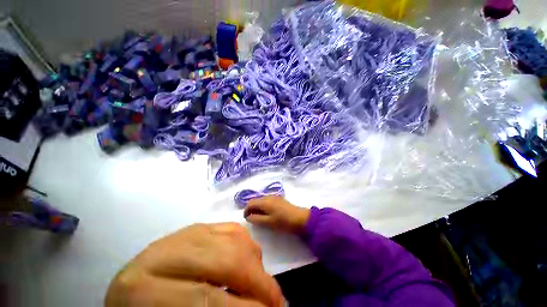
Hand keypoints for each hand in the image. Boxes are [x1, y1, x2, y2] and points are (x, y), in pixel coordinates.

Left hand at [105, 223, 282, 306]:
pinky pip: (232, 228)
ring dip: (256, 263)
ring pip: (234, 239)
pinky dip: (247, 244)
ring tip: (262, 285)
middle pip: (226, 259)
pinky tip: (248, 261)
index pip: (206, 300)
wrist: (135, 290)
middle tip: (276, 302)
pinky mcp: (199, 225)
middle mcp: (166, 252)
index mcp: (144, 289)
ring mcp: (185, 232)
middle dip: (259, 282)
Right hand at [243, 196, 309, 233]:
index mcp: (264, 201)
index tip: (246, 218)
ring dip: (258, 207)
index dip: (246, 210)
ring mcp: (274, 196)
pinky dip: (263, 206)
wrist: (299, 218)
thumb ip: (256, 219)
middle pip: (255, 200)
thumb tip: (248, 216)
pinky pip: (267, 201)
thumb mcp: (268, 222)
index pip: (250, 203)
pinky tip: (267, 213)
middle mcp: (268, 196)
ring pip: (261, 200)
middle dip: (251, 209)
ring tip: (259, 217)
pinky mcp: (278, 199)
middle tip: (252, 219)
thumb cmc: (283, 221)